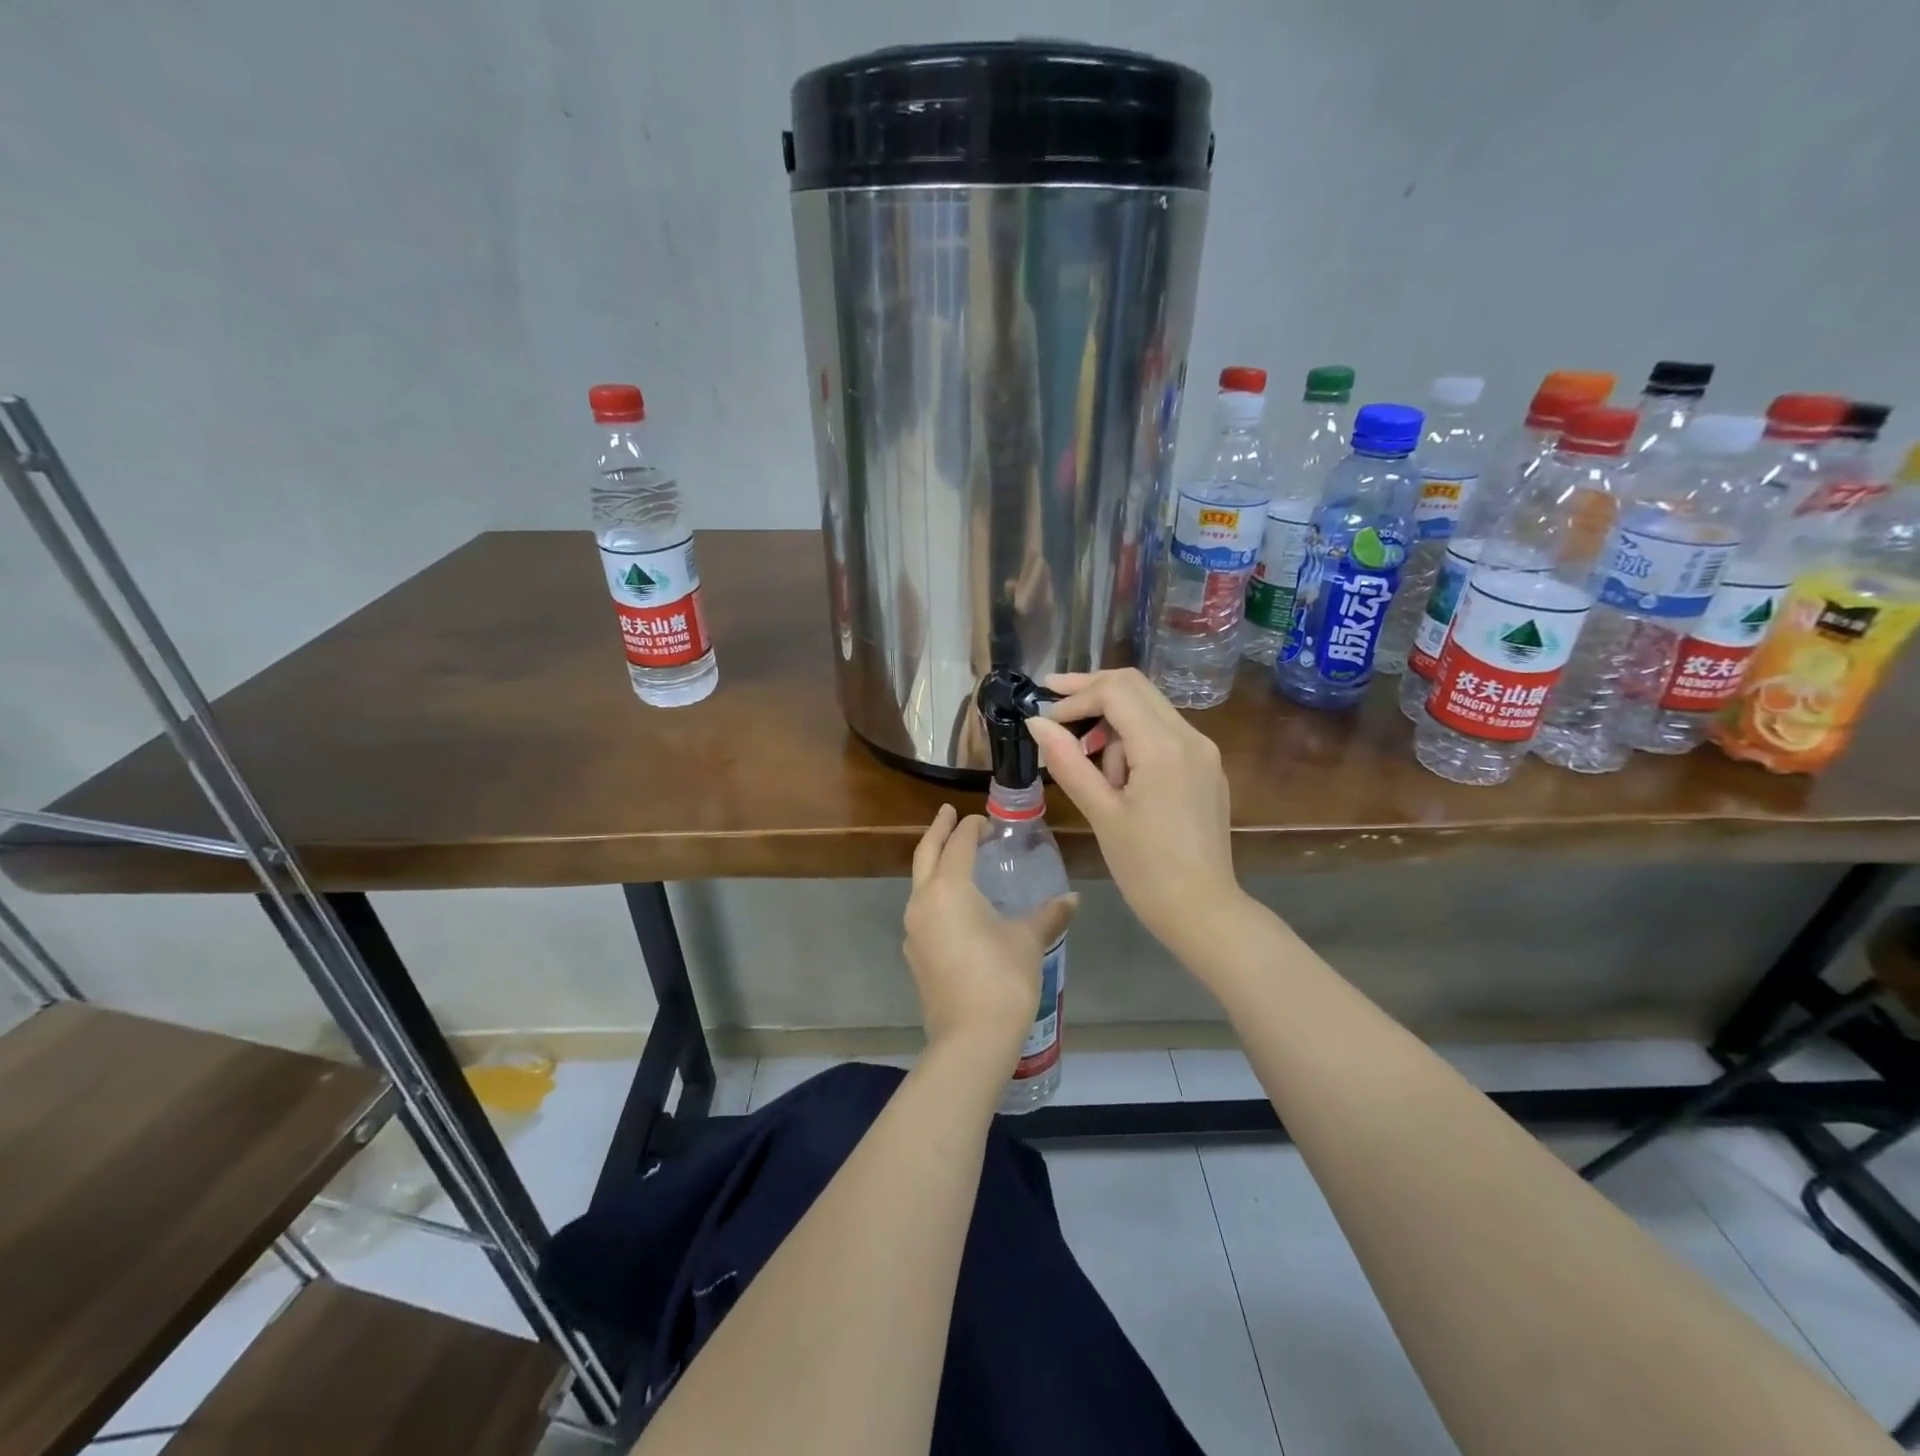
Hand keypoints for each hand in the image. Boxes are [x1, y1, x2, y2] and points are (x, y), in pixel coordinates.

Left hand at [903, 805, 1077, 1062]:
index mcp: (949, 888)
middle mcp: (923, 901)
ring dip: (935, 863)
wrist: (970, 1038)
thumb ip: (1049, 914)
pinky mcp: (914, 953)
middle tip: (949, 813)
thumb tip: (1072, 899)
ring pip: (920, 883)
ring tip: (955, 857)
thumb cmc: (1002, 979)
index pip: (958, 844)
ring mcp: (913, 929)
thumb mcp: (1028, 940)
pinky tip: (955, 906)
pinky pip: (923, 910)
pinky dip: (935, 894)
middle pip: (927, 854)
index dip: (971, 828)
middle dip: (939, 830)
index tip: (986, 821)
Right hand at [1027, 668, 1242, 960]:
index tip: (1044, 718)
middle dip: (1091, 691)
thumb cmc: (1146, 868)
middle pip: (1135, 686)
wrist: (1203, 910)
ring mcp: (1204, 751)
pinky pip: (1164, 733)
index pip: (1115, 691)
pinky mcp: (1206, 768)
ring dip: (1112, 721)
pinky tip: (1118, 776)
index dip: (1074, 696)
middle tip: (1052, 706)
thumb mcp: (1101, 814)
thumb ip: (1068, 762)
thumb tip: (1037, 723)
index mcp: (1163, 747)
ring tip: (1092, 769)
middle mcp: (1190, 737)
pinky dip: (1134, 738)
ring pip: (1149, 708)